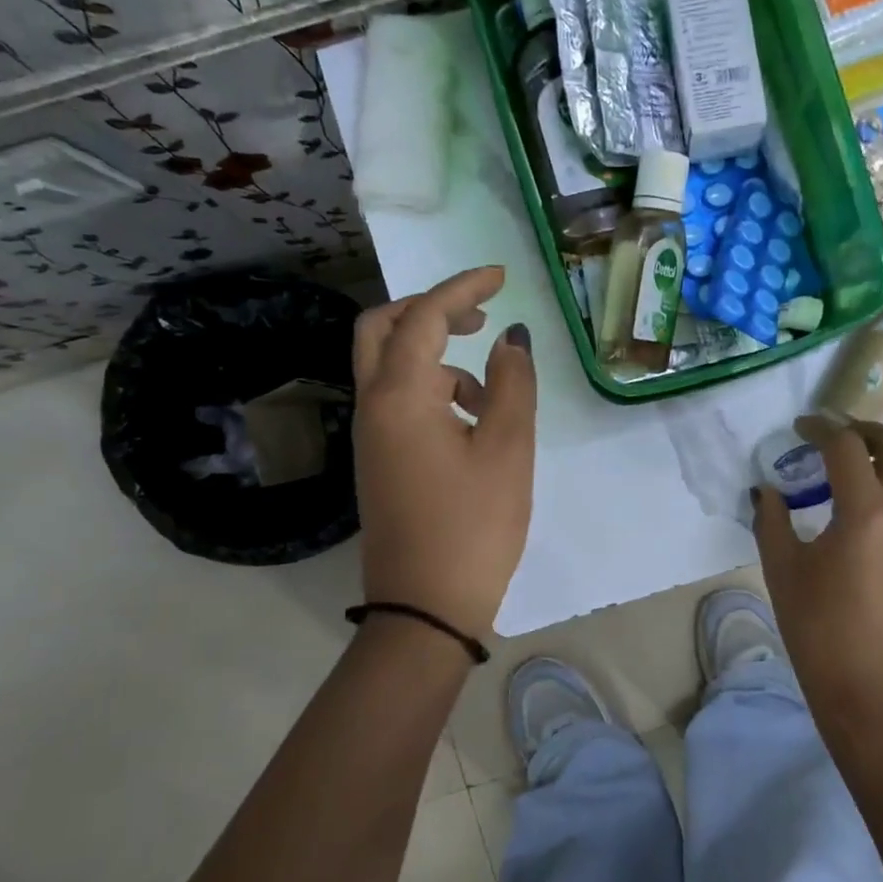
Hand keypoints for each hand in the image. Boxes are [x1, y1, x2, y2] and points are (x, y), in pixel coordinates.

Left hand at [352, 266, 536, 638]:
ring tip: (489, 390)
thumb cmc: (473, 525)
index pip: (425, 317)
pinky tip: (472, 423)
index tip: (501, 274)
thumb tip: (510, 338)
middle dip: (429, 311)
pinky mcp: (379, 461)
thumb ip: (511, 384)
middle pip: (382, 330)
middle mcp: (373, 407)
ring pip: (389, 368)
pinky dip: (432, 391)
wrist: (425, 608)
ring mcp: (371, 436)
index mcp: (400, 396)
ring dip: (436, 357)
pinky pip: (398, 402)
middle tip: (477, 316)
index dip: (463, 287)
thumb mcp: (507, 449)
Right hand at [752, 417, 882, 712]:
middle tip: (834, 440)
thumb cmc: (819, 630)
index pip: (846, 446)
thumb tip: (767, 491)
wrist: (875, 693)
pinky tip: (874, 518)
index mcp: (866, 511)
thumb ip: (771, 520)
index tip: (800, 428)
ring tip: (860, 472)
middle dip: (865, 431)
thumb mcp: (782, 571)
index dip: (820, 429)